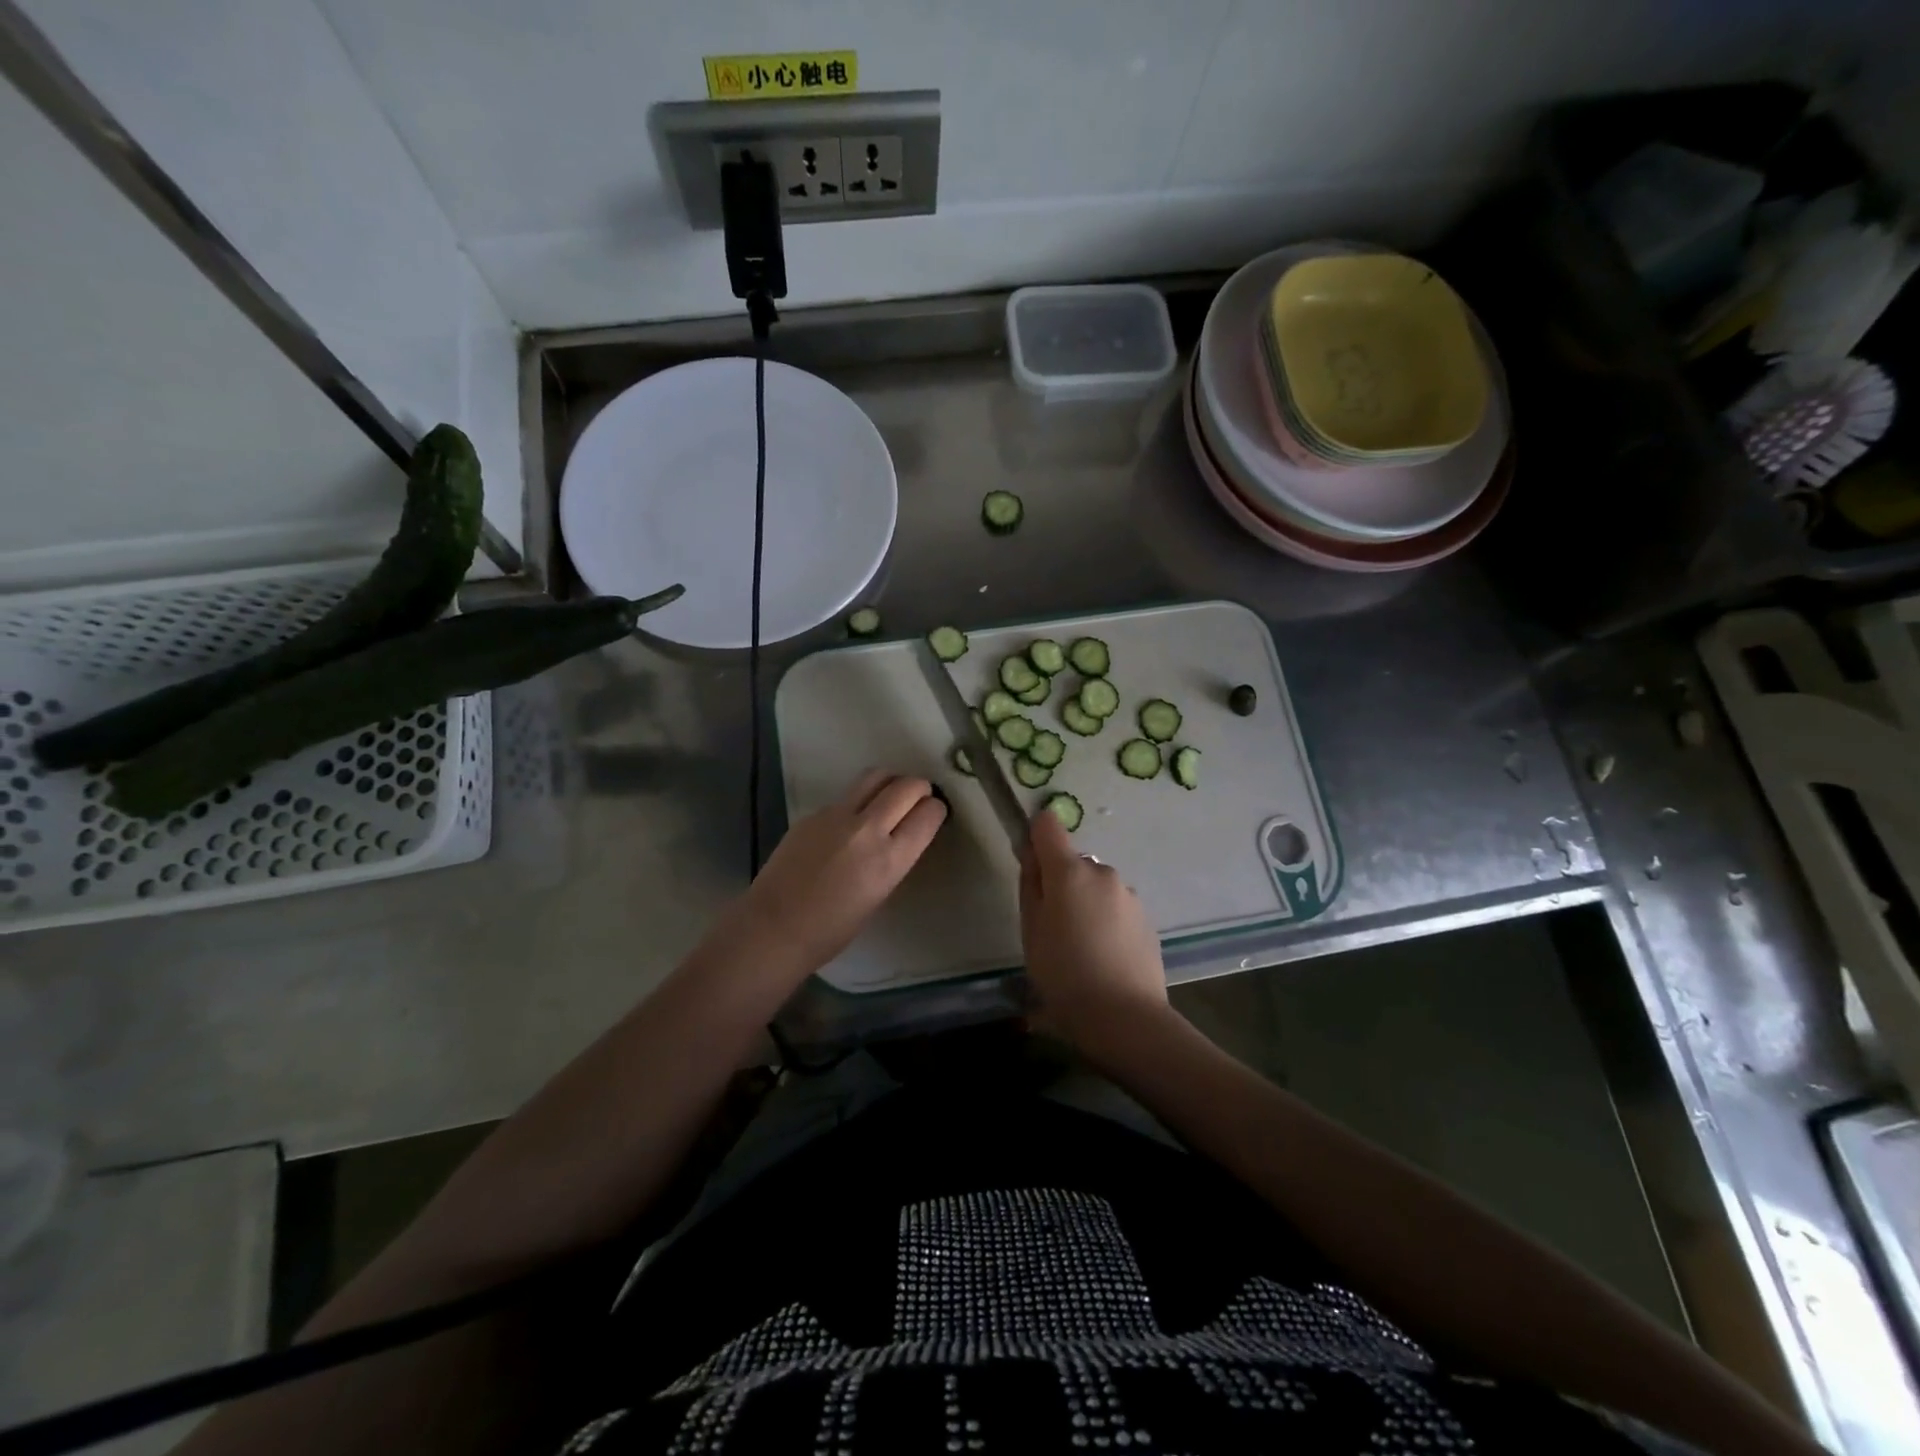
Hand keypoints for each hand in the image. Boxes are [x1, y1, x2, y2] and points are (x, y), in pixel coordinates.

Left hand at [734, 768, 946, 979]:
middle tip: (917, 800)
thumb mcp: (879, 894)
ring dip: (890, 782)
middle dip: (919, 788)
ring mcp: (836, 816)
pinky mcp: (813, 813)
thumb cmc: (832, 930)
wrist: (774, 928)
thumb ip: (893, 859)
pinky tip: (847, 826)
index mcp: (889, 859)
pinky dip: (857, 802)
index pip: (928, 813)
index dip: (935, 810)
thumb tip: (900, 835)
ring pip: (875, 776)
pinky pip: (845, 797)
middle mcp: (867, 829)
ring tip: (888, 798)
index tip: (932, 814)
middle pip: (906, 786)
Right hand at [1019, 806, 1168, 1057]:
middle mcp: (1102, 872)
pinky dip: (1106, 921)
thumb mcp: (1031, 931)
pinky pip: (1116, 908)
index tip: (1031, 870)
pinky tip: (1104, 958)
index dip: (1035, 840)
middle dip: (1061, 883)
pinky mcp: (1146, 918)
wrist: (1125, 1018)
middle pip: (1073, 862)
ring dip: (1085, 904)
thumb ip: (1030, 885)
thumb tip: (1032, 856)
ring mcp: (1129, 894)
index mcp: (1069, 871)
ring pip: (1096, 887)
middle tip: (1052, 928)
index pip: (1048, 825)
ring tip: (1080, 950)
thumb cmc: (1064, 975)